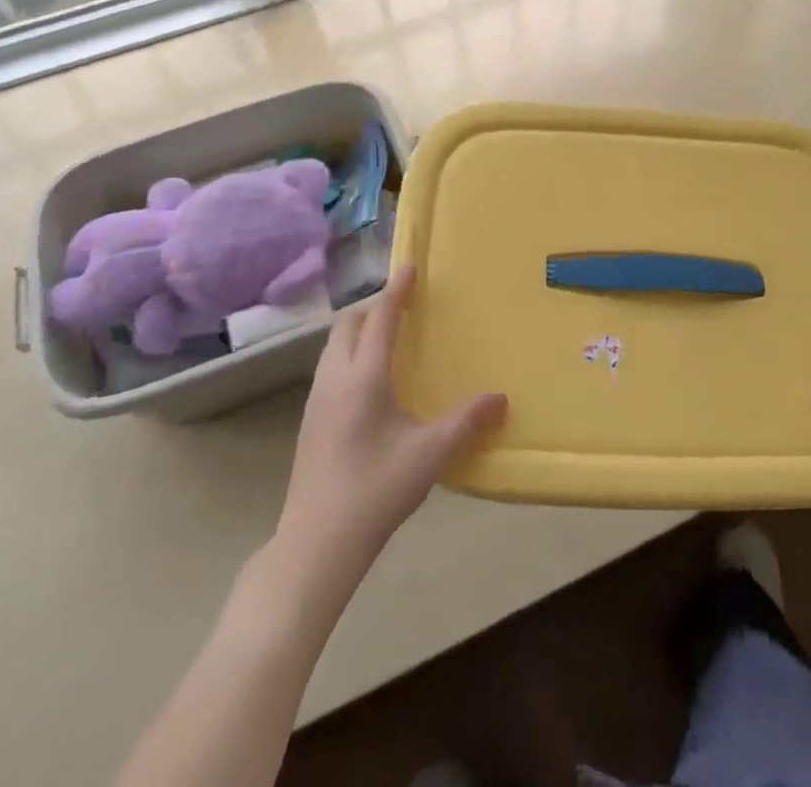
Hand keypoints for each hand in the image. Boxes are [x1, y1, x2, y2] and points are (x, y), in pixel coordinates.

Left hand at [275, 266, 505, 578]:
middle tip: (403, 305)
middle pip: (348, 323)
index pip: (380, 318)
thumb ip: (467, 422)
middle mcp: (335, 378)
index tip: (409, 266)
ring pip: (333, 345)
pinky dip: (348, 352)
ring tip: (386, 335)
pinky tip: (367, 379)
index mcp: (363, 377)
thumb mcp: (430, 455)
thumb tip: (501, 398)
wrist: (315, 544)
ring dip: (358, 329)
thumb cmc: (375, 490)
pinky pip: (329, 366)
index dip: (396, 290)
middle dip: (373, 306)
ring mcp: (316, 399)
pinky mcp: (310, 420)